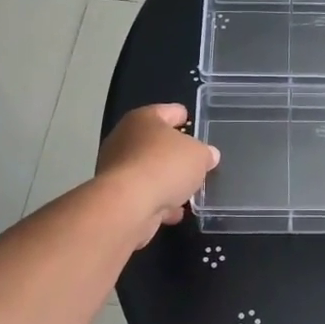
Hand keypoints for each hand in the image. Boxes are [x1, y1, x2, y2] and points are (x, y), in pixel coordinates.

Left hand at [96, 104, 219, 244]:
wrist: (128, 205)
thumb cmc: (165, 166)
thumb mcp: (199, 156)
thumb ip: (206, 153)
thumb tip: (208, 155)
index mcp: (144, 119)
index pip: (168, 111)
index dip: (182, 116)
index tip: (192, 122)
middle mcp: (125, 138)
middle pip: (156, 142)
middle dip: (175, 153)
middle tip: (195, 161)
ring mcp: (116, 168)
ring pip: (149, 171)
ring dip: (166, 181)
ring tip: (188, 191)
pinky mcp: (115, 195)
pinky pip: (143, 194)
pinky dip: (158, 201)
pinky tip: (174, 212)